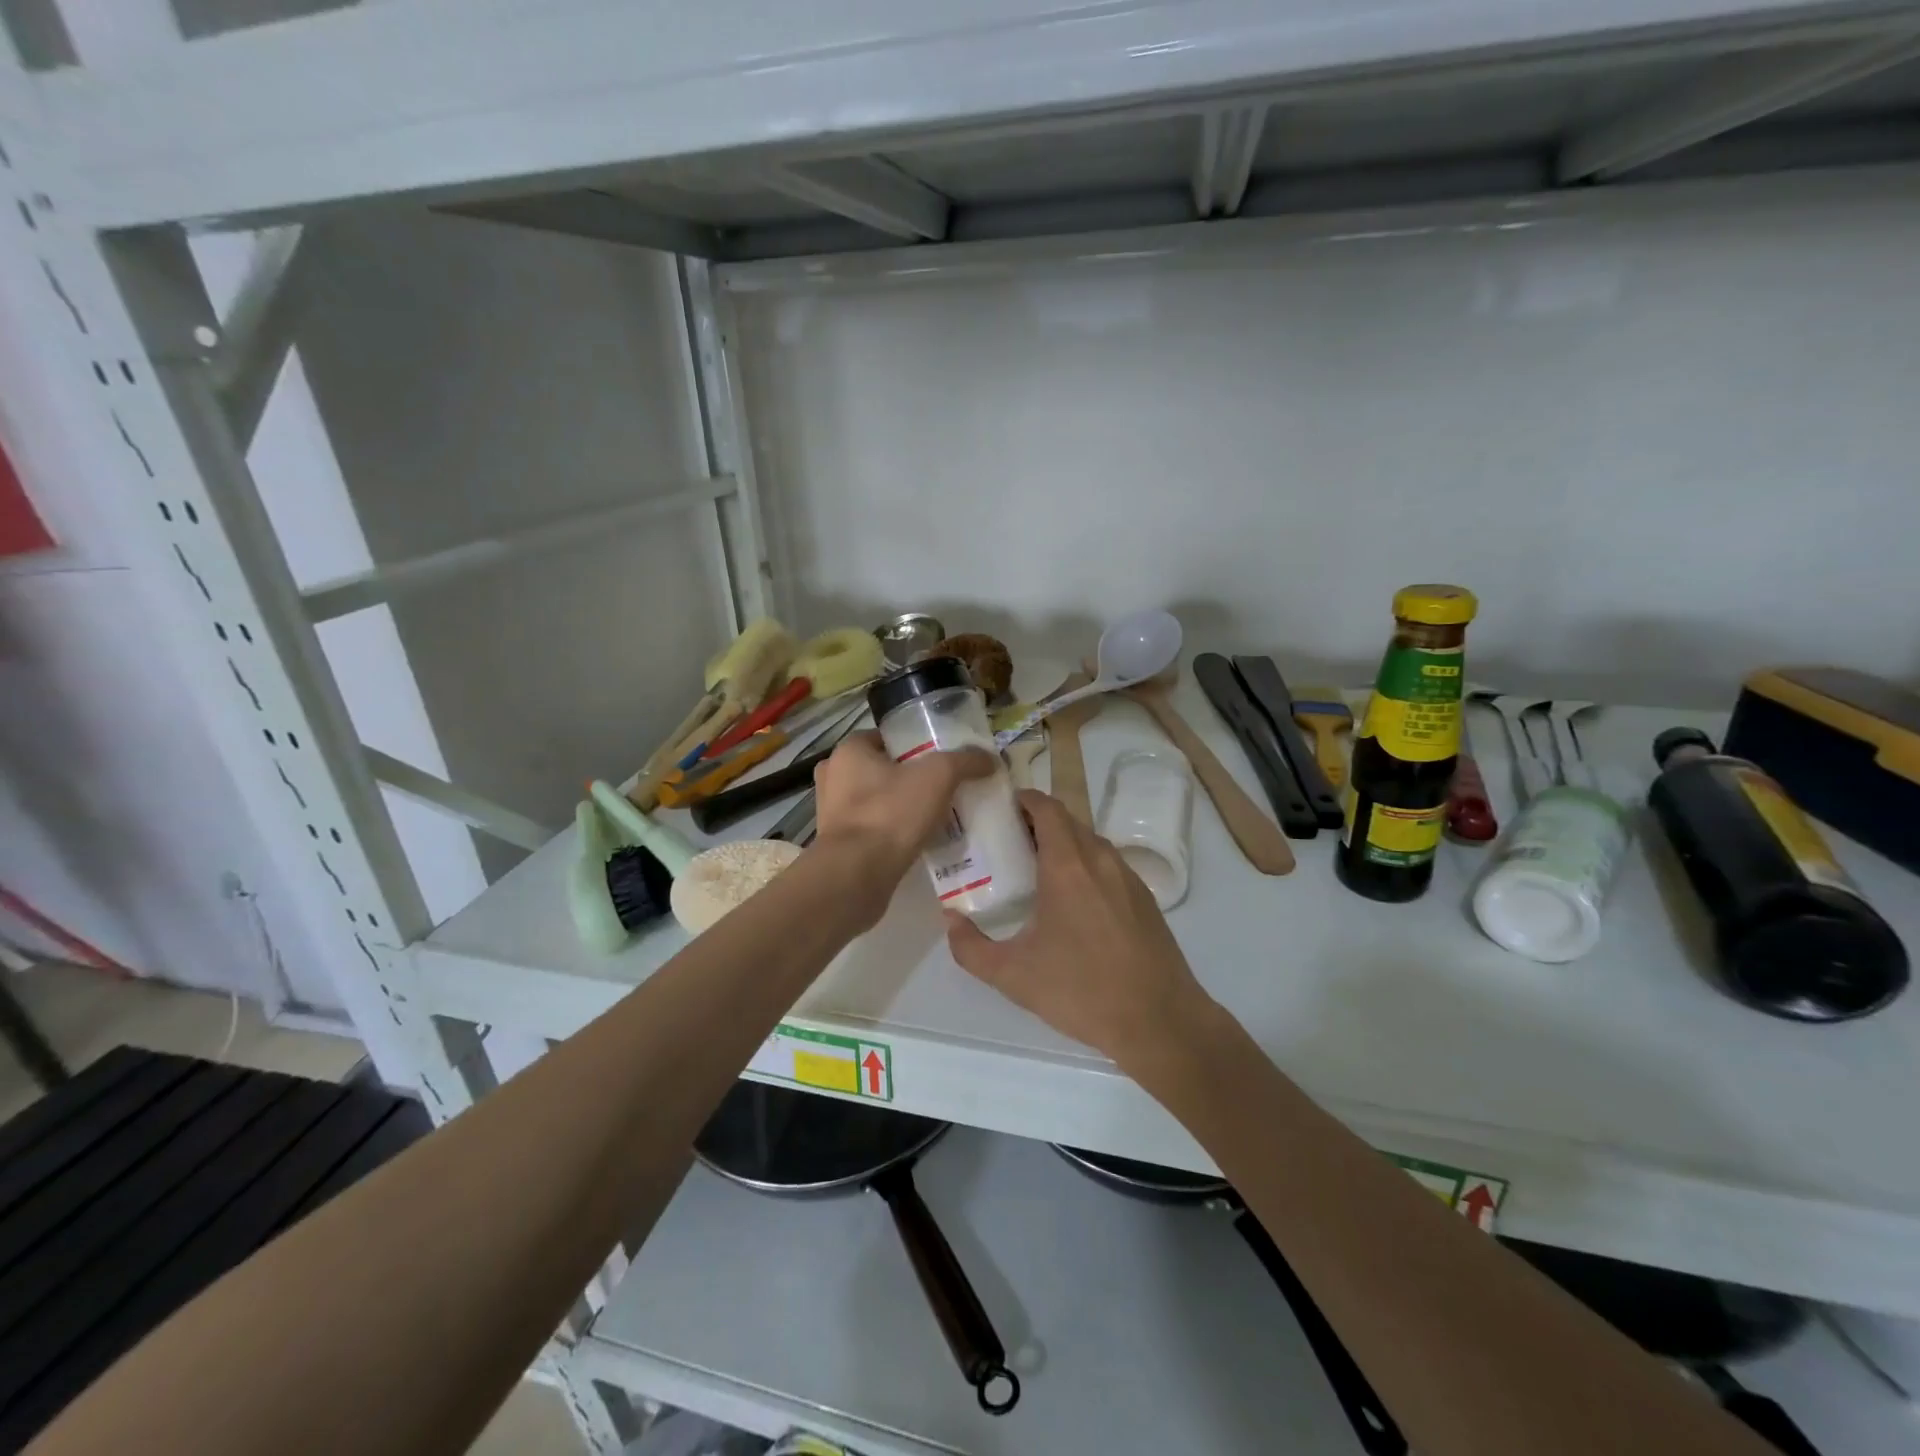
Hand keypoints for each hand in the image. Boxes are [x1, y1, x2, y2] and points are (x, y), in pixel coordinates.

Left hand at [813, 731, 995, 887]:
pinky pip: (874, 831)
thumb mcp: (938, 776)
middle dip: (912, 779)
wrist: (856, 876)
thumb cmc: (890, 813)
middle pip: (883, 771)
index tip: (942, 758)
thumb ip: (964, 761)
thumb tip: (990, 759)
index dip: (916, 745)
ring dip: (903, 809)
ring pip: (878, 803)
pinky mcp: (839, 846)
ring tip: (937, 818)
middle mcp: (834, 778)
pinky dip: (894, 834)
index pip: (886, 738)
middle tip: (945, 789)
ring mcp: (833, 815)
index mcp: (848, 751)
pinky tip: (920, 842)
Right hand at [945, 789, 1213, 1063]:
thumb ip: (971, 947)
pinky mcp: (1145, 899)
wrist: (1160, 1021)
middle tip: (1010, 840)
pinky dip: (1087, 865)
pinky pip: (1109, 865)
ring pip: (1091, 843)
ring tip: (1038, 869)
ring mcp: (1128, 878)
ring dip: (1065, 843)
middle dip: (1039, 822)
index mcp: (1068, 867)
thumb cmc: (1081, 991)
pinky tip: (1074, 901)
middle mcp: (1101, 861)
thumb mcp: (1012, 975)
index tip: (1002, 807)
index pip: (1047, 809)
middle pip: (1068, 821)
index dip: (1025, 799)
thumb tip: (950, 919)